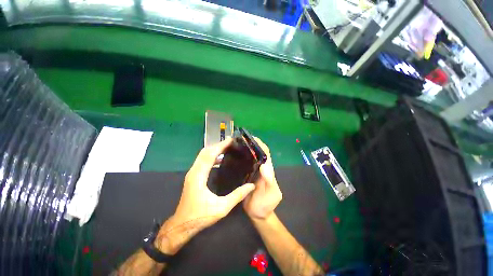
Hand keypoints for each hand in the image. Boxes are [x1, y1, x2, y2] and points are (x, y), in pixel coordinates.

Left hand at [155, 138, 254, 253]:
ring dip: (214, 149)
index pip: (210, 155)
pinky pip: (202, 160)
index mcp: (199, 176)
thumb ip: (237, 196)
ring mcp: (192, 173)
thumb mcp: (221, 208)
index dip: (220, 146)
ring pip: (203, 155)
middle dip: (218, 145)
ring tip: (227, 147)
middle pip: (205, 151)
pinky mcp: (193, 176)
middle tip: (231, 142)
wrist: (181, 226)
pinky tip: (220, 158)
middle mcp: (194, 171)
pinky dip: (211, 156)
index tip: (231, 140)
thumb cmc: (200, 217)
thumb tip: (251, 185)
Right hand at [243, 138, 281, 219]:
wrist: (258, 215)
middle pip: (258, 154)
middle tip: (241, 140)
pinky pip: (245, 165)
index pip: (266, 154)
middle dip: (252, 145)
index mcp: (268, 171)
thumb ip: (269, 181)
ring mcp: (254, 172)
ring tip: (236, 145)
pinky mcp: (247, 176)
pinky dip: (241, 159)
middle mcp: (261, 169)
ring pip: (251, 158)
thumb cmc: (265, 205)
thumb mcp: (271, 194)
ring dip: (246, 151)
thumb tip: (264, 165)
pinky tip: (233, 157)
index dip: (261, 145)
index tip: (253, 138)